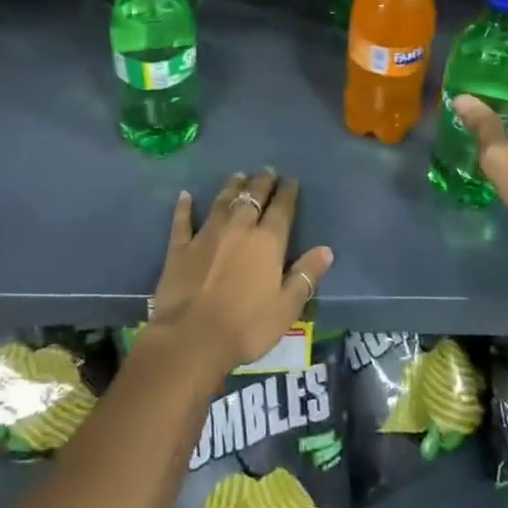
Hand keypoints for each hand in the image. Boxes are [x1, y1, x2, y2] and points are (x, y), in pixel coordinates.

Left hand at [149, 169, 332, 379]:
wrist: (192, 336)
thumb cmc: (246, 326)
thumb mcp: (286, 308)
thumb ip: (305, 275)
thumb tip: (326, 250)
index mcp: (267, 242)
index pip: (281, 209)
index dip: (287, 193)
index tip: (291, 181)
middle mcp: (238, 228)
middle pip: (252, 198)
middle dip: (261, 183)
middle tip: (266, 171)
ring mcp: (207, 234)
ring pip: (222, 202)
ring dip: (232, 187)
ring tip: (238, 175)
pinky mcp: (181, 247)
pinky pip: (183, 220)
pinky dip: (184, 206)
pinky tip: (185, 195)